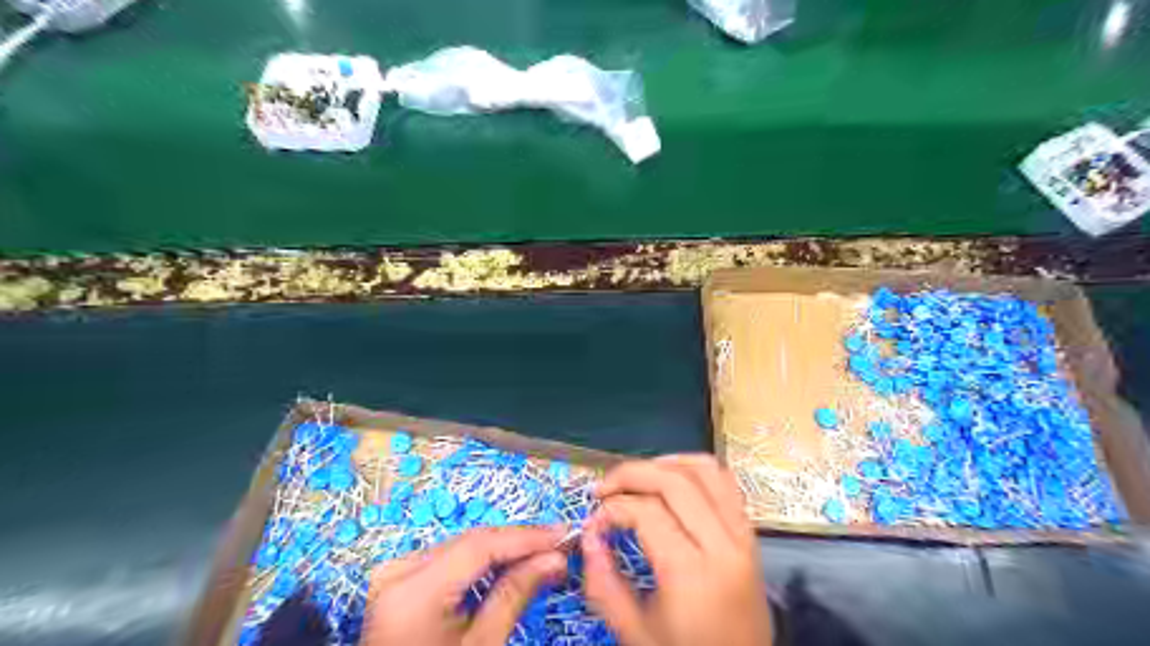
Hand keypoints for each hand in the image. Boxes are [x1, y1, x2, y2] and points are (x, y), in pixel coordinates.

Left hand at [363, 524, 564, 645]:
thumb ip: (515, 595)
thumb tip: (555, 558)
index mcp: (414, 591)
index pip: (480, 545)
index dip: (526, 537)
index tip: (565, 534)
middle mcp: (399, 570)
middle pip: (470, 543)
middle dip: (517, 543)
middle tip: (559, 545)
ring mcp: (395, 573)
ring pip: (461, 547)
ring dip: (502, 551)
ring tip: (541, 554)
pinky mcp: (399, 580)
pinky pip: (448, 559)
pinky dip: (479, 562)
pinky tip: (508, 565)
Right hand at [585, 455, 771, 645]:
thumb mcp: (635, 633)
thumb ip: (604, 584)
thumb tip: (588, 535)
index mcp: (692, 573)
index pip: (647, 512)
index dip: (612, 508)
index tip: (593, 521)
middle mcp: (723, 544)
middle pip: (674, 481)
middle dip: (632, 474)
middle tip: (604, 487)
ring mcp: (743, 535)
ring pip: (706, 470)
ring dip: (666, 463)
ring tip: (638, 477)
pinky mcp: (751, 534)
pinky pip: (727, 483)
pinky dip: (697, 470)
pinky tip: (673, 480)